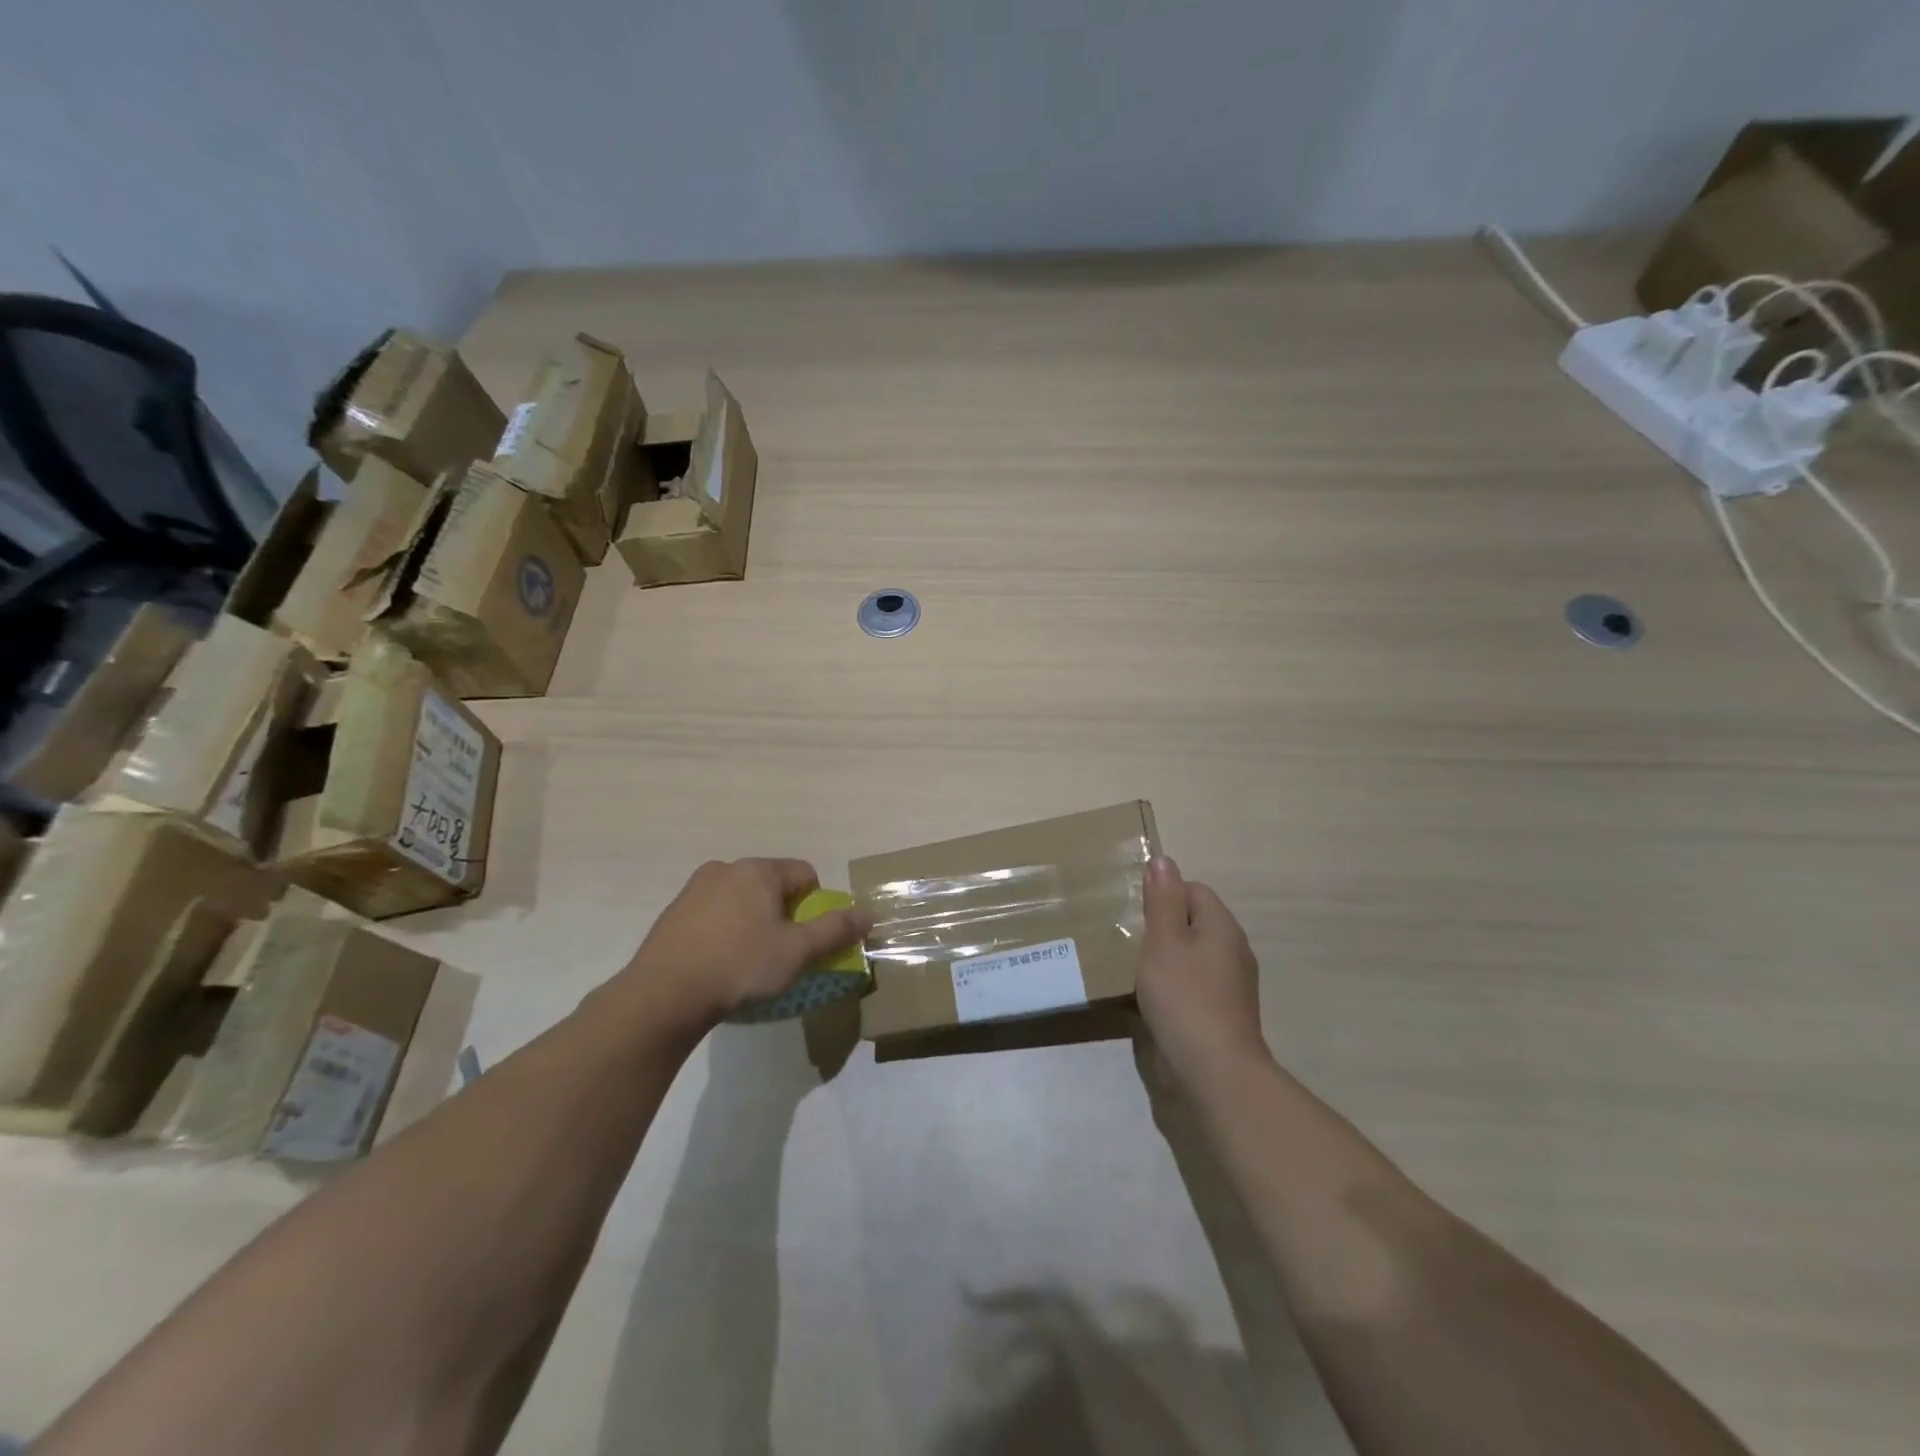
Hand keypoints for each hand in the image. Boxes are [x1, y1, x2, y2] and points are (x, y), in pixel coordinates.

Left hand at [620, 859, 870, 1027]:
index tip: (807, 938)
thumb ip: (835, 930)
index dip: (816, 905)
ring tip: (747, 961)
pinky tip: (718, 964)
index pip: (805, 874)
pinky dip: (724, 931)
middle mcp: (726, 868)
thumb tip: (867, 914)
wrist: (663, 995)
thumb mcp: (797, 952)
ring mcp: (694, 889)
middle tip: (780, 951)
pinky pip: (713, 914)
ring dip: (752, 921)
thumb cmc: (739, 966)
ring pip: (741, 899)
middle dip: (783, 913)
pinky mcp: (673, 913)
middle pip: (772, 885)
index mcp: (759, 870)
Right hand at [1135, 855, 1269, 1091]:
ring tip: (1131, 968)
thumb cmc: (1184, 996)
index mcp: (1221, 926)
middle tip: (1126, 938)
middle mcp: (1232, 950)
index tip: (1134, 912)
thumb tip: (1164, 860)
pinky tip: (1149, 1001)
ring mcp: (1229, 985)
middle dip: (1160, 927)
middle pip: (1192, 923)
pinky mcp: (1220, 1014)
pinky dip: (1171, 987)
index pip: (1193, 890)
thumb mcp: (1164, 940)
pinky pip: (1191, 986)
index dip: (1163, 894)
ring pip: (1190, 956)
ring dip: (1163, 959)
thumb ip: (1163, 900)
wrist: (1213, 1071)